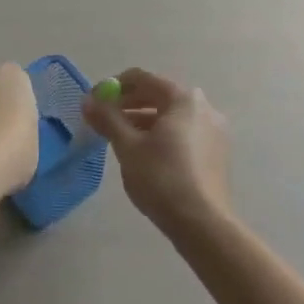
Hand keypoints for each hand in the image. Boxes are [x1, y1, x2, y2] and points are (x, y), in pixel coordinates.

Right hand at [82, 67, 232, 238]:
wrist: (203, 224)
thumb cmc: (162, 178)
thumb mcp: (128, 146)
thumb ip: (107, 118)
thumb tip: (88, 101)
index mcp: (183, 98)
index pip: (141, 78)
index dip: (113, 87)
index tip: (93, 102)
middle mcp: (203, 107)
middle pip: (157, 95)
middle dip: (127, 104)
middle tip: (102, 119)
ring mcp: (214, 130)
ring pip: (170, 116)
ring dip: (142, 121)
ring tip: (118, 138)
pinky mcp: (216, 152)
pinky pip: (182, 132)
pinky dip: (160, 135)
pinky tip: (144, 154)